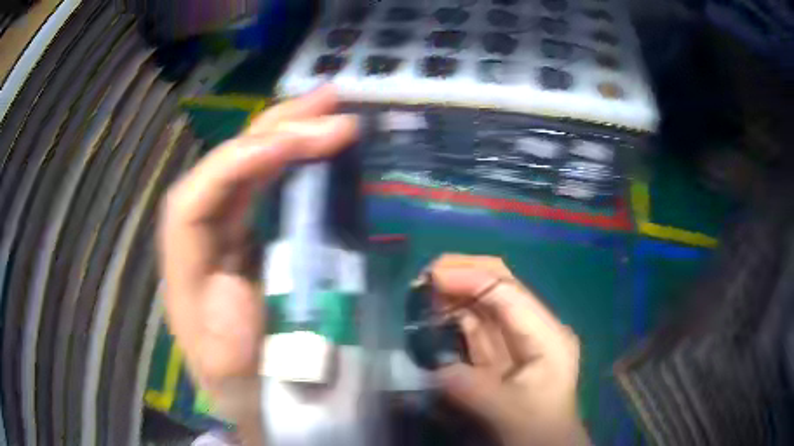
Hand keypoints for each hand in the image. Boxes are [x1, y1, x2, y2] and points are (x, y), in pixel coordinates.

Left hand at [156, 86, 356, 414]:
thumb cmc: (246, 391)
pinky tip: (320, 140)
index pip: (192, 204)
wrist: (259, 396)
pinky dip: (295, 156)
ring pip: (247, 167)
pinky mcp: (253, 233)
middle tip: (330, 105)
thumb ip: (225, 351)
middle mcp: (201, 243)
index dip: (233, 167)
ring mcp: (227, 233)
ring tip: (332, 105)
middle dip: (271, 131)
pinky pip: (269, 184)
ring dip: (287, 130)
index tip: (291, 146)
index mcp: (187, 278)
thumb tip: (229, 289)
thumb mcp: (236, 387)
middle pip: (221, 170)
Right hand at [430, 255, 587, 445]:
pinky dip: (453, 315)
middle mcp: (534, 327)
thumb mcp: (507, 413)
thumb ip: (471, 388)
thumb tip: (436, 366)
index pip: (509, 293)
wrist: (544, 445)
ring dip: (454, 292)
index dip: (471, 279)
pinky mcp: (499, 352)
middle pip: (499, 285)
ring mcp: (517, 338)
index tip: (432, 278)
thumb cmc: (537, 429)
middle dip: (463, 274)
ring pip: (484, 302)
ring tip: (422, 292)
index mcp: (547, 335)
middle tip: (424, 277)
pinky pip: (475, 324)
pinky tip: (434, 313)